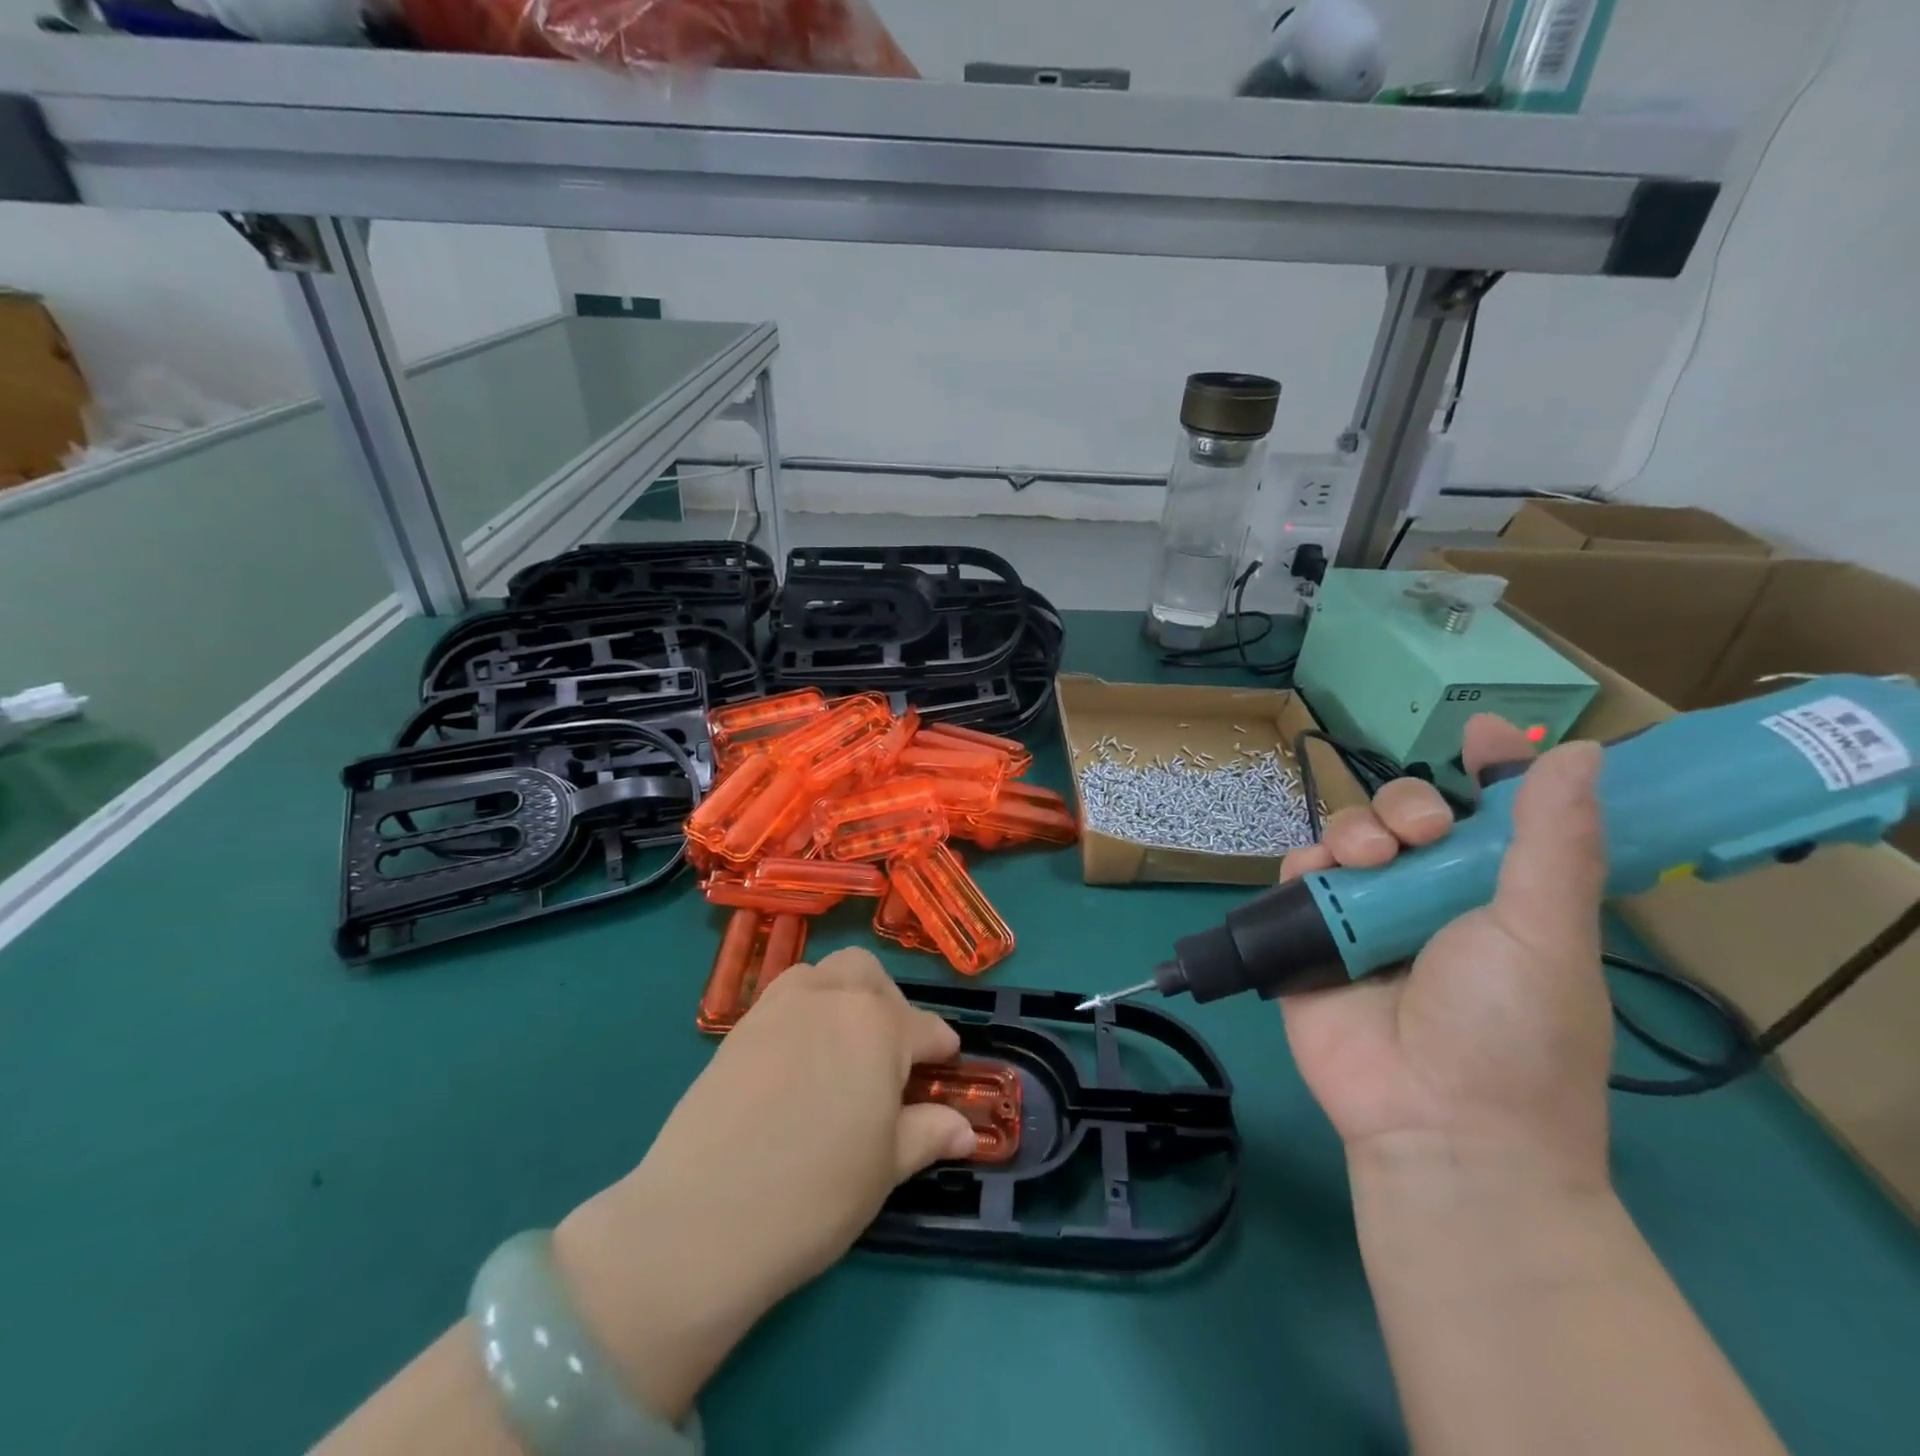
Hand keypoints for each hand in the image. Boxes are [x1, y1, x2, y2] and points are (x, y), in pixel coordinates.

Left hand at [554, 948, 974, 1419]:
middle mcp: (832, 999)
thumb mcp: (884, 1168)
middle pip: (868, 975)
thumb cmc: (815, 1193)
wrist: (704, 1217)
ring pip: (823, 974)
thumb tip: (964, 1129)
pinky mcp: (739, 1027)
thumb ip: (927, 1134)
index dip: (940, 1047)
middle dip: (888, 1002)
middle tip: (890, 1051)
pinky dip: (803, 1010)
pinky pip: (783, 997)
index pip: (924, 1027)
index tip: (946, 1062)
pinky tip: (800, 1057)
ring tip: (844, 1044)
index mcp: (879, 1026)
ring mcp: (780, 1007)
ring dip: (843, 995)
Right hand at [1280, 715, 1612, 1191]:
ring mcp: (1366, 917)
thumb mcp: (1547, 933)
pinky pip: (1298, 877)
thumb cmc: (1511, 1031)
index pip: (1493, 816)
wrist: (1437, 1124)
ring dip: (1354, 832)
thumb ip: (1553, 842)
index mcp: (1497, 895)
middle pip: (1405, 816)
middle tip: (1417, 835)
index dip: (1490, 770)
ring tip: (1367, 863)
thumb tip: (1582, 752)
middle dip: (1406, 807)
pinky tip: (1318, 877)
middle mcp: (1429, 898)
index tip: (1484, 733)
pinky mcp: (1312, 937)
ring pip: (1347, 837)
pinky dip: (1304, 865)